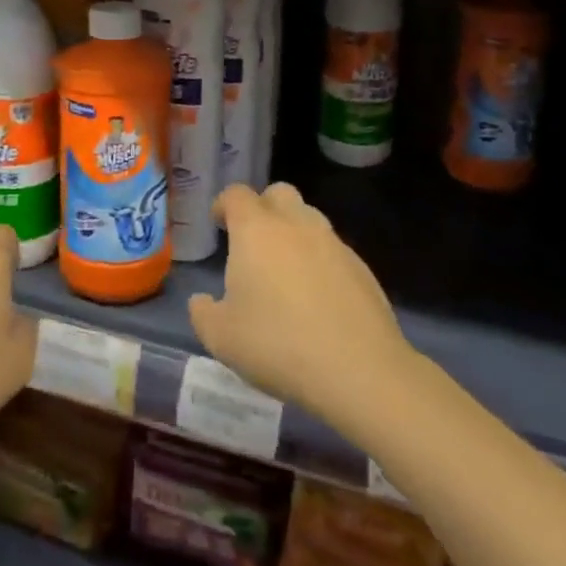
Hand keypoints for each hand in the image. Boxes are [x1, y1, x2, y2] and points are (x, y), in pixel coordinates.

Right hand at [188, 184, 410, 435]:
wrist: (360, 371)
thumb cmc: (278, 345)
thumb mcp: (221, 338)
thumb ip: (203, 313)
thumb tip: (202, 301)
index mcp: (256, 230)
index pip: (237, 194)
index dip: (224, 204)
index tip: (218, 223)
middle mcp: (296, 225)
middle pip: (278, 193)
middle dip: (263, 208)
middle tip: (253, 241)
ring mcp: (333, 244)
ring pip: (309, 219)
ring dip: (294, 233)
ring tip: (285, 272)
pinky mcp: (362, 269)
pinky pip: (333, 251)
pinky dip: (320, 262)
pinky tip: (317, 299)